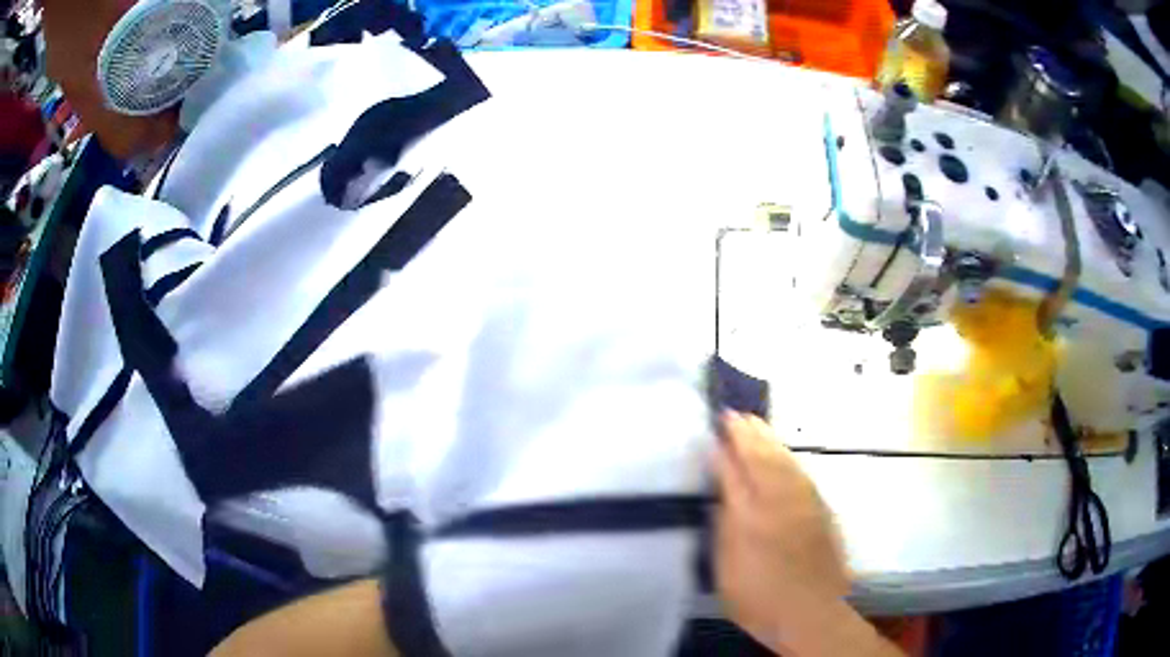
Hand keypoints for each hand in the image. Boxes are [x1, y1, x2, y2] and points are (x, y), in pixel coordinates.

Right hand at [714, 411, 849, 650]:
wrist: (811, 611)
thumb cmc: (757, 596)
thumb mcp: (726, 565)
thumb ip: (723, 522)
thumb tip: (720, 487)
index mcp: (751, 512)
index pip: (734, 469)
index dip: (724, 447)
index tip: (714, 427)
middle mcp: (780, 498)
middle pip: (762, 456)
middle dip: (748, 434)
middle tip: (735, 415)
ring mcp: (804, 501)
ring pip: (784, 459)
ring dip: (768, 440)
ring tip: (756, 424)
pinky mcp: (821, 509)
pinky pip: (800, 471)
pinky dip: (787, 457)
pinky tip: (783, 454)